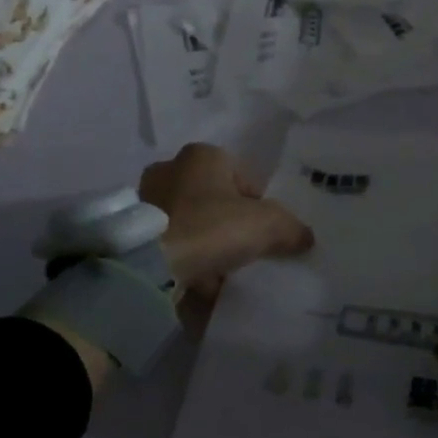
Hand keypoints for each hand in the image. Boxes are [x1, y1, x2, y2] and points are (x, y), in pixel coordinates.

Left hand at [140, 143, 313, 299]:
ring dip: (203, 243)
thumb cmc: (211, 227)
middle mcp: (170, 169)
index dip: (257, 205)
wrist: (148, 266)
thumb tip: (306, 237)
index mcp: (203, 155)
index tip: (262, 233)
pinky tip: (196, 283)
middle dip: (227, 223)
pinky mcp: (132, 232)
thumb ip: (291, 228)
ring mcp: (146, 201)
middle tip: (241, 251)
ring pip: (189, 222)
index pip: (241, 177)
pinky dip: (183, 260)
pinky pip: (169, 245)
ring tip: (219, 273)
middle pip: (213, 199)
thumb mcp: (266, 225)